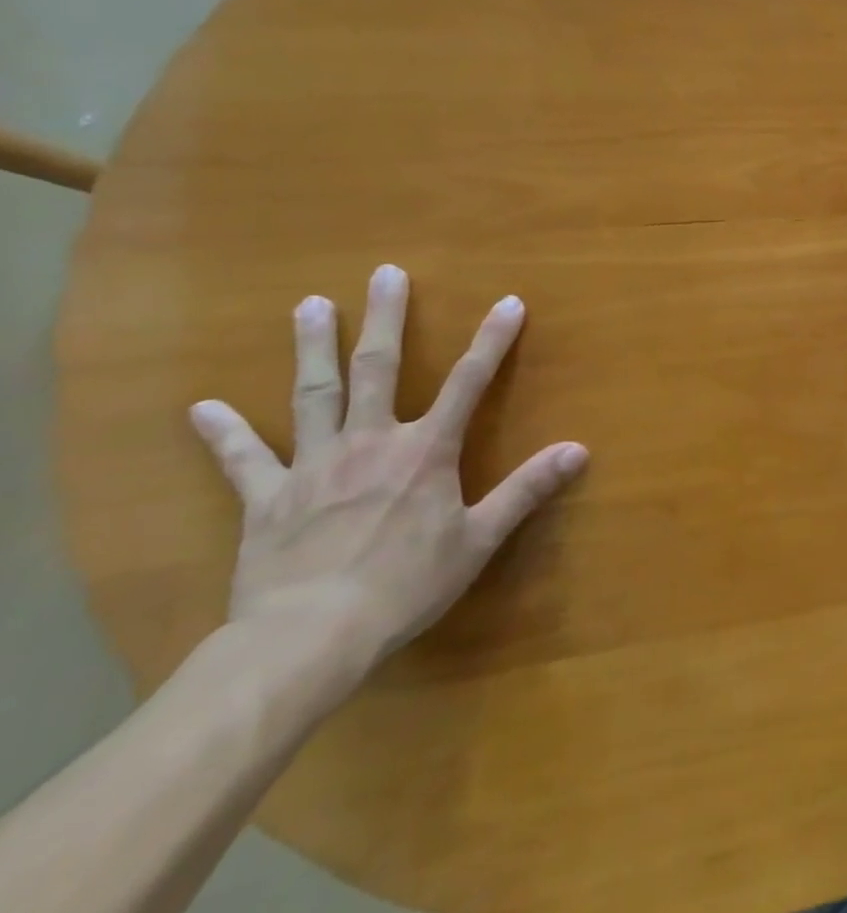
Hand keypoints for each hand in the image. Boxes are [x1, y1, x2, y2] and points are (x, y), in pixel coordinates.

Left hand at [189, 264, 587, 675]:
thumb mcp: (480, 539)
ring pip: (313, 395)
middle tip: (384, 274)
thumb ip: (527, 489)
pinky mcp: (266, 499)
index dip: (493, 340)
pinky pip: (243, 460)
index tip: (509, 302)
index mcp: (425, 451)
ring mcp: (313, 466)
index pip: (470, 382)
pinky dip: (224, 433)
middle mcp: (370, 443)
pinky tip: (203, 407)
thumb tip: (578, 449)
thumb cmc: (406, 585)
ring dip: (313, 348)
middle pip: (379, 369)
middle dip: (385, 319)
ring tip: (309, 305)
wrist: (309, 638)